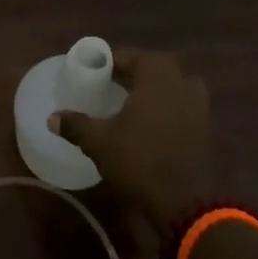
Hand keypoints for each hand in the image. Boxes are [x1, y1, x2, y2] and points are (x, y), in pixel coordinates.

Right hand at [51, 49, 212, 234]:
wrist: (185, 202)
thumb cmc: (139, 161)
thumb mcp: (99, 142)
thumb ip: (76, 125)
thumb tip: (52, 117)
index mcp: (158, 78)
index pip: (134, 55)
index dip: (113, 59)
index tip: (96, 69)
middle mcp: (182, 84)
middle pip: (158, 66)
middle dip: (135, 70)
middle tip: (113, 81)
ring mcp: (199, 107)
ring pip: (175, 85)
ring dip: (155, 88)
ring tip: (132, 100)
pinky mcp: (205, 129)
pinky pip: (183, 106)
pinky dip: (167, 107)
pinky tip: (150, 123)